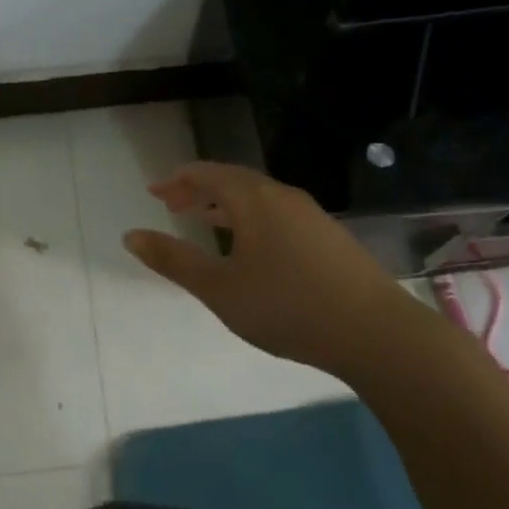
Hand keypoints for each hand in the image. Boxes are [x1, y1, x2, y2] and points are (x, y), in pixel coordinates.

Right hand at [123, 162, 399, 374]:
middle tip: (172, 204)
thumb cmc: (287, 307)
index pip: (207, 174)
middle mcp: (282, 196)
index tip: (154, 192)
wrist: (377, 333)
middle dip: (199, 189)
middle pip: (232, 180)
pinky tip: (251, 246)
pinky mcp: (329, 237)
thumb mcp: (219, 289)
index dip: (177, 181)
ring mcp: (311, 215)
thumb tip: (131, 235)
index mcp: (253, 200)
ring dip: (225, 204)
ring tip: (204, 219)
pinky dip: (250, 217)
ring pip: (257, 197)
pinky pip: (277, 213)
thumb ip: (174, 260)